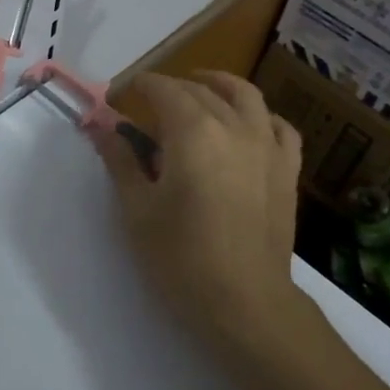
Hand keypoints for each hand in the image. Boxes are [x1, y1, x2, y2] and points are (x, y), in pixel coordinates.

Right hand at [95, 71, 301, 350]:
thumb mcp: (137, 210)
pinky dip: (262, 117)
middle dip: (171, 89)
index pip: (163, 90)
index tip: (122, 93)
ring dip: (219, 85)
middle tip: (148, 104)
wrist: (246, 304)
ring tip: (201, 88)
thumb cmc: (181, 258)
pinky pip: (280, 127)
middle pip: (200, 91)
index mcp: (193, 131)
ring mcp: (267, 146)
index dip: (140, 86)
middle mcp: (233, 126)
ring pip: (245, 95)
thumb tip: (102, 128)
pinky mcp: (287, 170)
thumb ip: (120, 161)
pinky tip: (250, 124)